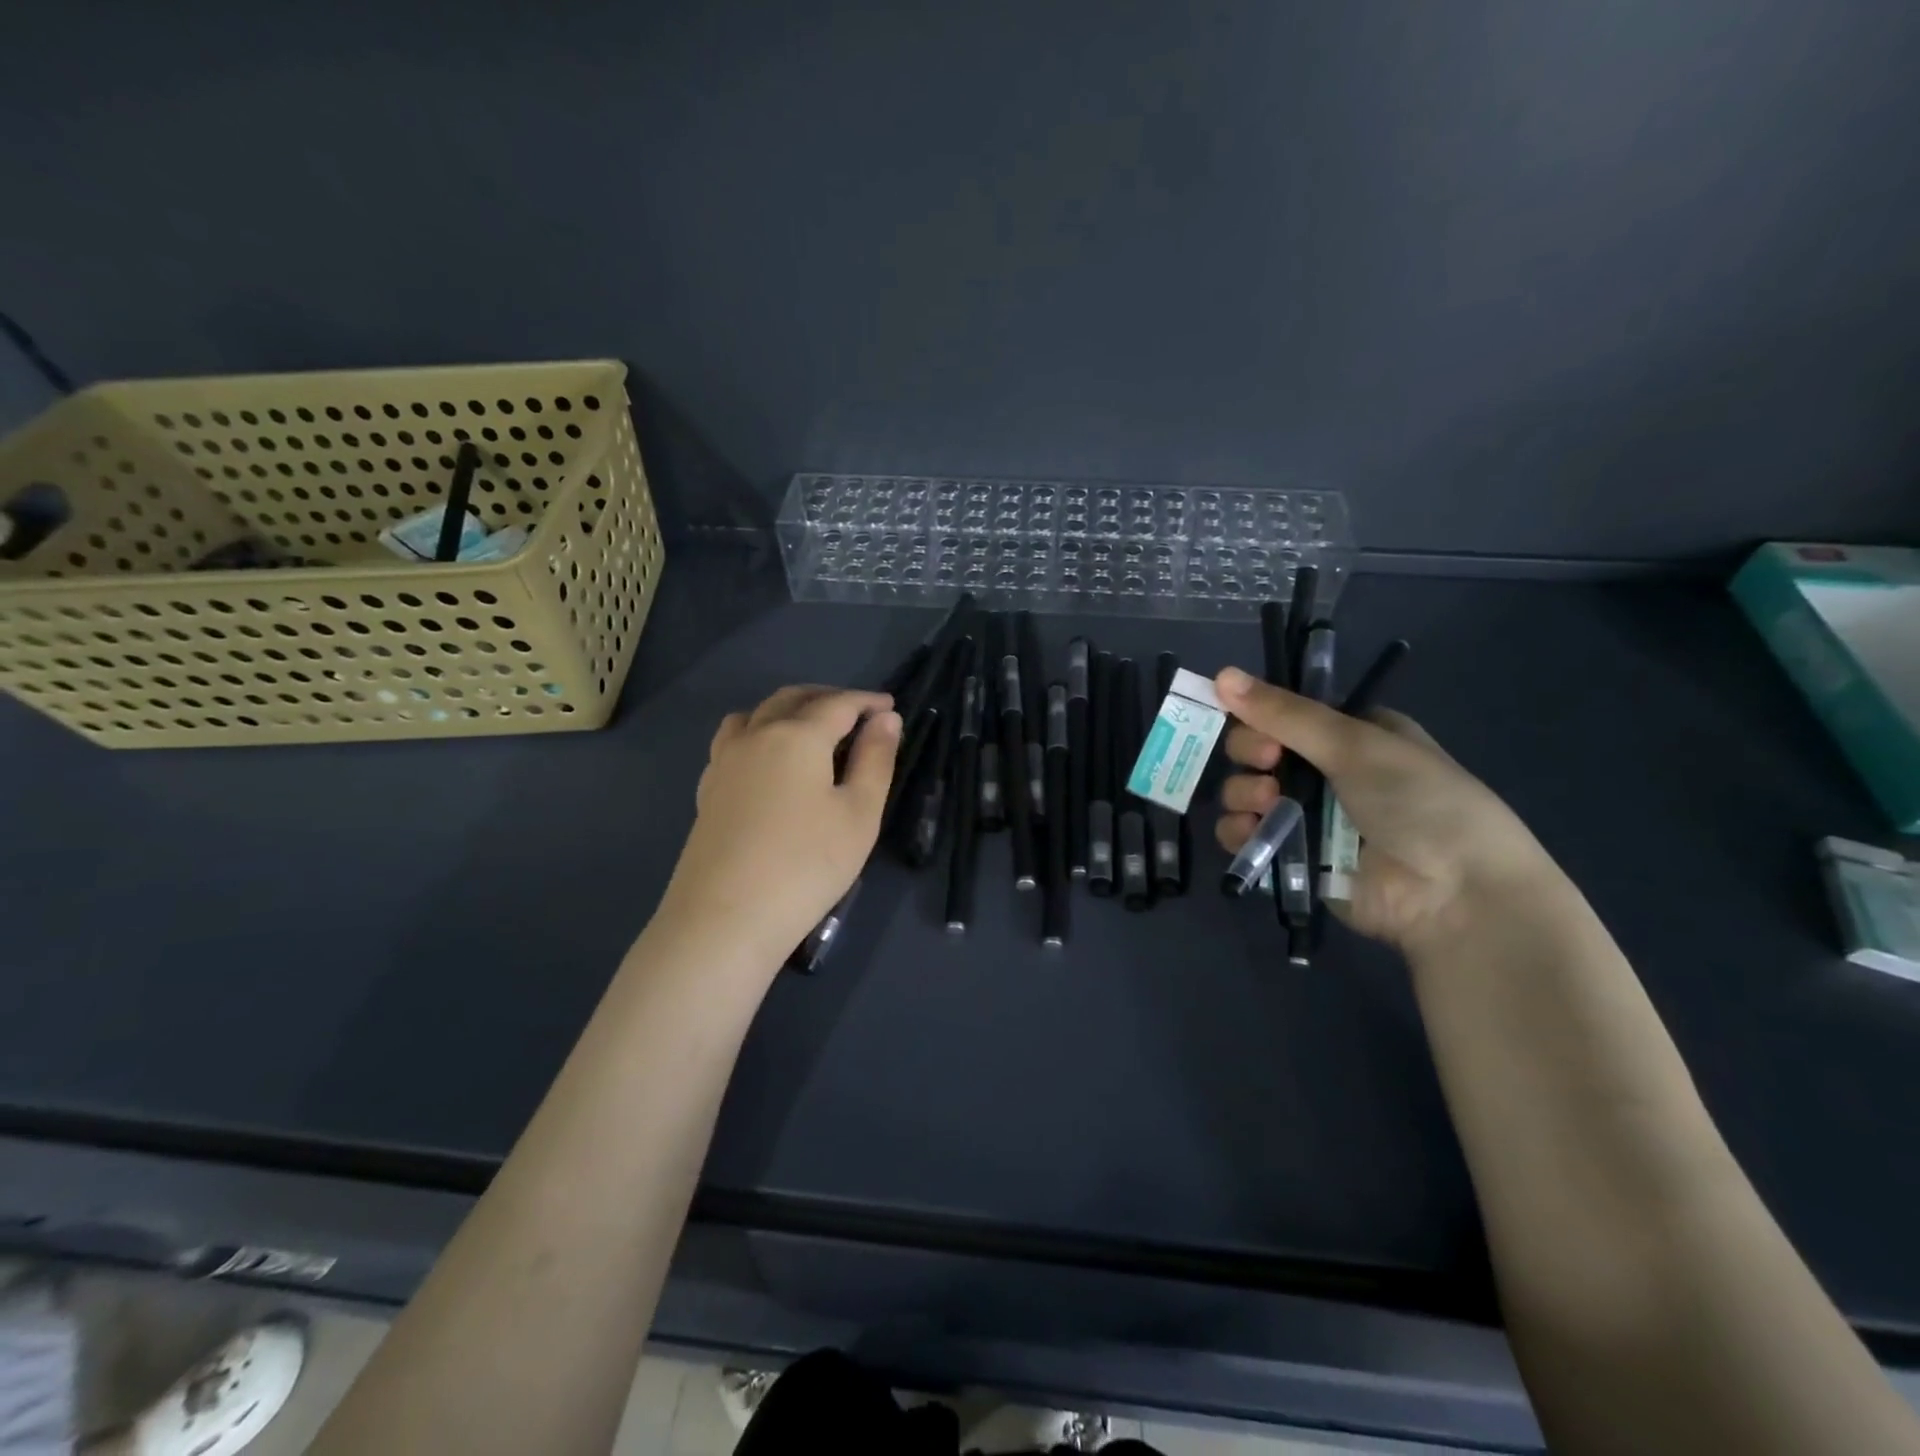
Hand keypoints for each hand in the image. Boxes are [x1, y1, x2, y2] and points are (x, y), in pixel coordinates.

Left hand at [658, 685, 900, 964]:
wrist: (726, 918)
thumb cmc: (807, 865)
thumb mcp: (859, 814)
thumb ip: (875, 760)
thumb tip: (886, 719)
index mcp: (797, 736)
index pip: (838, 704)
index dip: (867, 702)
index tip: (890, 706)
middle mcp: (756, 736)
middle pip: (792, 699)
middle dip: (827, 697)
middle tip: (857, 713)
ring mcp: (725, 762)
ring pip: (756, 714)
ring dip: (788, 709)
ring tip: (810, 728)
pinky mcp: (708, 789)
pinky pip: (734, 740)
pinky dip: (759, 732)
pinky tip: (769, 760)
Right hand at [1212, 666, 1559, 954]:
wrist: (1454, 893)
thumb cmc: (1418, 801)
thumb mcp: (1355, 744)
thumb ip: (1285, 713)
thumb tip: (1220, 673)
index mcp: (1350, 734)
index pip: (1284, 713)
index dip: (1260, 714)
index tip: (1259, 722)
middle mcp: (1325, 772)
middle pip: (1257, 750)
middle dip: (1250, 753)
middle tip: (1268, 762)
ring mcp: (1307, 816)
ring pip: (1245, 792)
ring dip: (1243, 792)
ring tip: (1268, 803)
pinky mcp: (1292, 857)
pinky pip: (1245, 836)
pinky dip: (1239, 832)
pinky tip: (1251, 833)